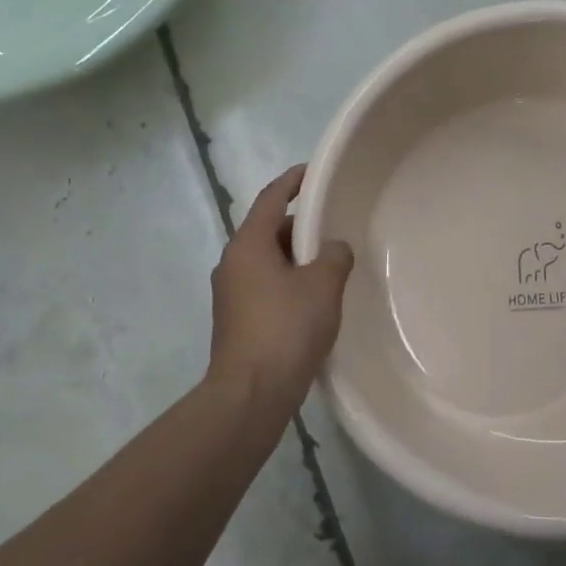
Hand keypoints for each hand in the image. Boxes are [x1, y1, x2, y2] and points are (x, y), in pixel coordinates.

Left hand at [209, 166, 354, 417]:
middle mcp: (232, 264)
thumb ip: (334, 256)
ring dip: (294, 256)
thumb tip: (334, 248)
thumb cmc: (286, 329)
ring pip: (267, 260)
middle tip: (332, 224)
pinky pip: (265, 285)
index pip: (271, 198)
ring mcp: (230, 294)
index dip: (293, 181)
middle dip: (299, 225)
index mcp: (248, 245)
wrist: (251, 393)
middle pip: (267, 229)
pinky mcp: (236, 320)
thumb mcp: (323, 285)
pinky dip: (287, 281)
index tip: (313, 171)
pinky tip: (313, 298)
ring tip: (328, 262)